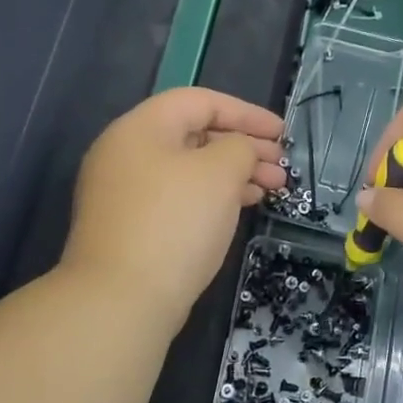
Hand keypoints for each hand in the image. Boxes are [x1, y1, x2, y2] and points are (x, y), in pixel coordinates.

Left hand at [63, 88, 286, 328]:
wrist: (121, 300)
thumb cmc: (175, 223)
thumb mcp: (219, 173)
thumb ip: (239, 147)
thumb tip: (239, 151)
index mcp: (140, 128)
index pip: (199, 101)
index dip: (246, 113)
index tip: (282, 132)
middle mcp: (126, 154)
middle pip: (194, 135)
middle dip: (243, 146)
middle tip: (281, 166)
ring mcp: (125, 193)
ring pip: (189, 170)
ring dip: (233, 174)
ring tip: (272, 189)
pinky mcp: (131, 227)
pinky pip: (179, 197)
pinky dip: (212, 197)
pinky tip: (241, 208)